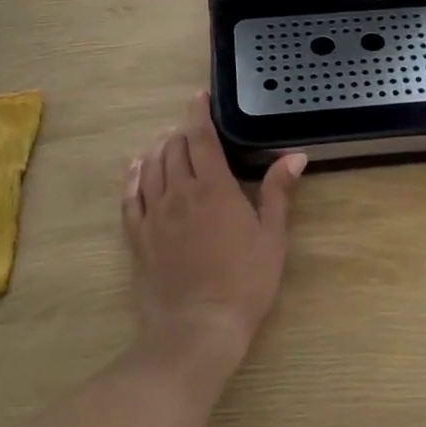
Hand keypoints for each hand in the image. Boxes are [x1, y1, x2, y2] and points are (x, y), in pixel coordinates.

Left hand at [123, 93, 306, 358]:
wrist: (196, 329)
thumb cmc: (244, 283)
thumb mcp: (272, 238)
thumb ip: (278, 193)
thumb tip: (296, 156)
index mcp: (214, 188)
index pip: (201, 138)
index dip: (199, 113)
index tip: (199, 96)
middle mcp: (179, 193)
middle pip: (174, 148)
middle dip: (182, 131)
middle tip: (192, 128)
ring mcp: (154, 215)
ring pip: (151, 167)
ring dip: (159, 148)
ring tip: (167, 141)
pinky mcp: (137, 237)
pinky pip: (130, 196)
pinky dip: (133, 175)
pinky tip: (137, 168)